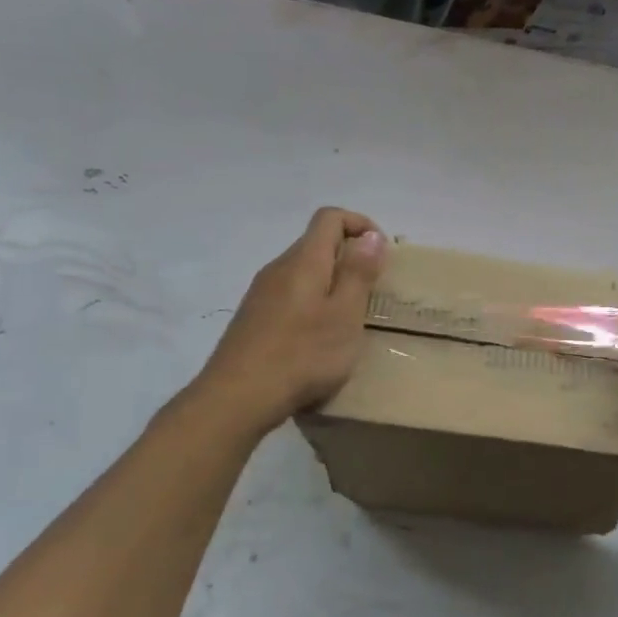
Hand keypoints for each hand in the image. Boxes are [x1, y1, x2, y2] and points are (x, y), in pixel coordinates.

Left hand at [184, 208, 386, 434]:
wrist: (236, 398)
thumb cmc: (302, 355)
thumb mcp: (345, 315)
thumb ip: (358, 273)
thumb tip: (370, 235)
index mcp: (303, 261)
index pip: (329, 217)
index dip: (359, 224)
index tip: (381, 253)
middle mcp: (278, 268)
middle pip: (315, 243)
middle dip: (348, 257)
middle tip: (371, 291)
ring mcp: (260, 294)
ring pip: (302, 272)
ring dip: (330, 283)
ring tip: (348, 318)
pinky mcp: (252, 319)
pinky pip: (289, 295)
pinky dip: (312, 303)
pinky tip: (317, 339)